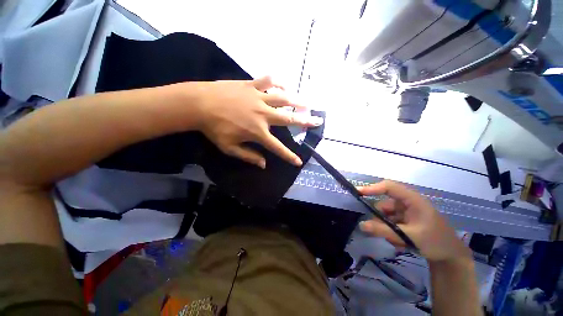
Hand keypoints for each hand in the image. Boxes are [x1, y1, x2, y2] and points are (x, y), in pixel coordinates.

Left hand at [190, 76, 321, 167]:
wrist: (199, 104)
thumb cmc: (214, 128)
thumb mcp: (230, 148)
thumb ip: (249, 156)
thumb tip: (264, 164)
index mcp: (258, 132)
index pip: (278, 148)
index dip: (289, 156)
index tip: (299, 161)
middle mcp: (263, 115)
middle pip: (289, 119)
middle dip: (305, 122)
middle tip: (318, 121)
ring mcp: (259, 98)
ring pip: (283, 98)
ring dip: (296, 101)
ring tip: (306, 103)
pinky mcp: (251, 85)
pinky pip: (268, 81)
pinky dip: (277, 82)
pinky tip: (283, 84)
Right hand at [357, 180, 470, 261]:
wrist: (452, 257)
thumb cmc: (435, 242)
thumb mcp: (408, 236)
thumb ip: (383, 230)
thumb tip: (361, 225)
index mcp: (412, 199)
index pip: (389, 187)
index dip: (372, 188)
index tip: (357, 193)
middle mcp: (407, 202)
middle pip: (384, 205)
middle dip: (380, 219)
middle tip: (379, 233)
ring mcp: (406, 212)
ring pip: (386, 216)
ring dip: (386, 228)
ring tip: (397, 242)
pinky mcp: (406, 220)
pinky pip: (390, 222)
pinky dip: (391, 231)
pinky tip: (401, 242)